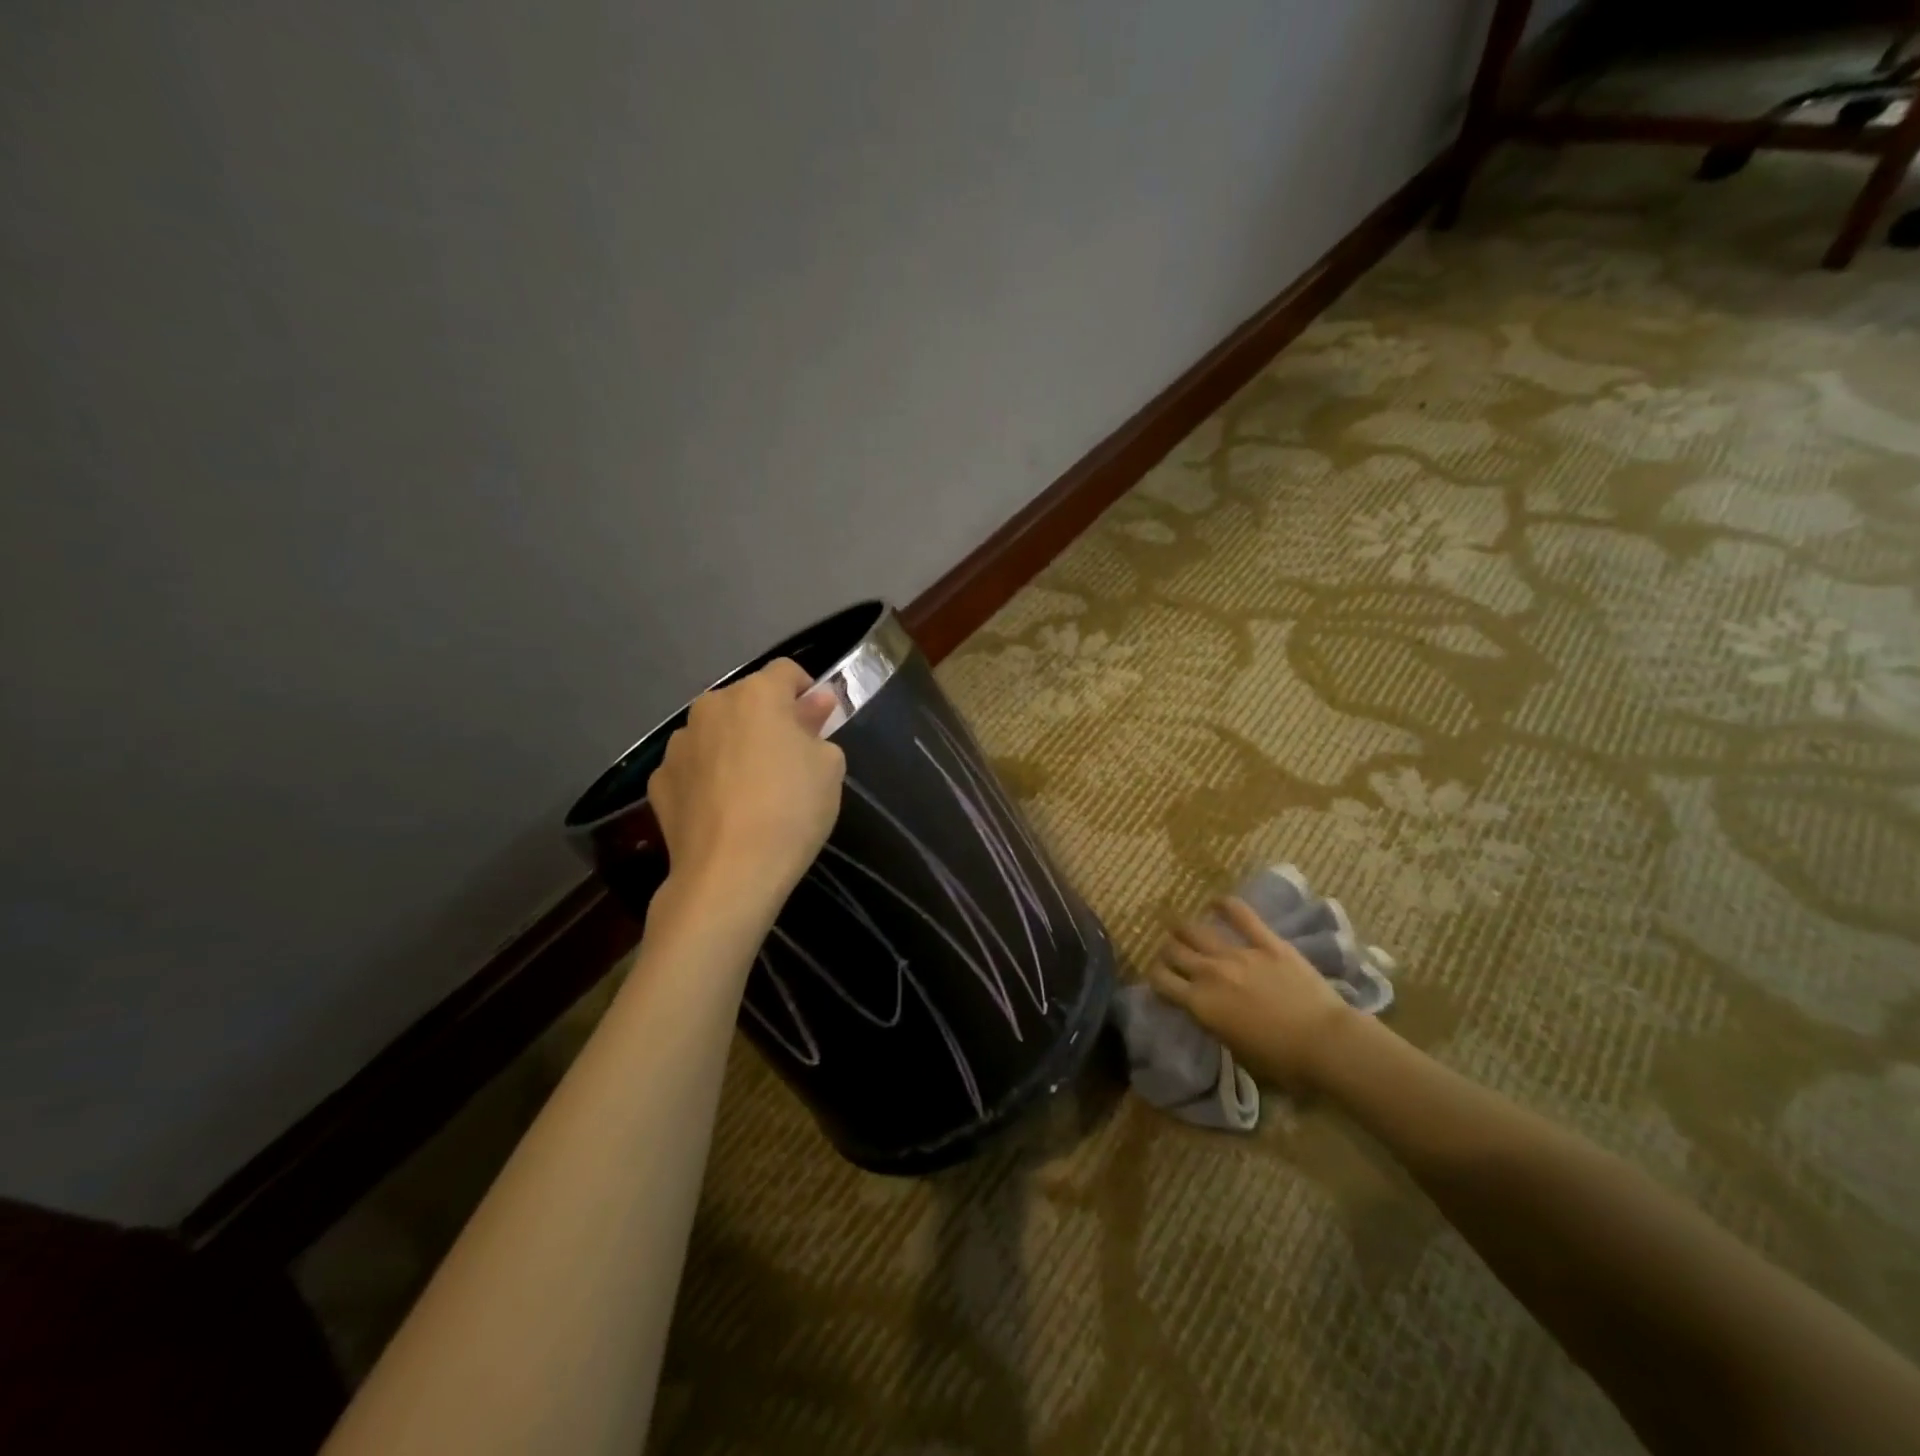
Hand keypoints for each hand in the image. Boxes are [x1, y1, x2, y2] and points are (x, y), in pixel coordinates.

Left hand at [646, 659, 845, 911]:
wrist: (730, 873)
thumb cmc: (791, 810)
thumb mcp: (829, 767)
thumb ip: (818, 728)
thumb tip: (811, 708)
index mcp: (756, 695)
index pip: (786, 671)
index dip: (806, 691)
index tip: (817, 722)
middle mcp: (711, 707)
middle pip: (747, 701)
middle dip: (767, 720)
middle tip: (788, 759)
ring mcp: (678, 744)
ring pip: (716, 733)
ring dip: (734, 746)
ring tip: (751, 790)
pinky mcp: (658, 781)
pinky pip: (693, 768)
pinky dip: (708, 778)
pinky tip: (722, 811)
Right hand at [1148, 898, 1359, 1093]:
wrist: (1325, 1043)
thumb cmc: (1282, 1062)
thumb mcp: (1235, 1050)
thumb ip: (1214, 1023)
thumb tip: (1209, 1011)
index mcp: (1200, 1004)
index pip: (1160, 980)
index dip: (1155, 976)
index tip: (1161, 978)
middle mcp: (1209, 973)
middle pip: (1173, 951)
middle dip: (1167, 951)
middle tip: (1173, 954)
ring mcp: (1237, 953)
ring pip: (1195, 930)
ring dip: (1184, 930)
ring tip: (1184, 930)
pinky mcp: (1266, 942)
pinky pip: (1240, 914)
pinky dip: (1225, 905)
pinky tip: (1216, 903)